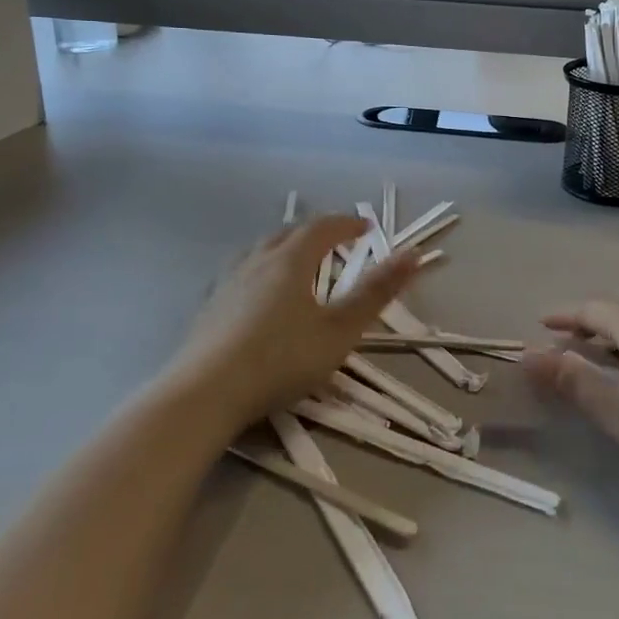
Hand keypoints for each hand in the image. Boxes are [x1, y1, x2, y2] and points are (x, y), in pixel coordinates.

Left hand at [172, 215, 420, 433]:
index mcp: (291, 261)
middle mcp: (257, 261)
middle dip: (316, 232)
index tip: (367, 227)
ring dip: (284, 247)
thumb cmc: (281, 360)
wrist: (204, 394)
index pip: (323, 228)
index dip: (347, 224)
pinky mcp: (208, 306)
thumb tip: (413, 253)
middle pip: (288, 233)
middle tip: (336, 242)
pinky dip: (259, 270)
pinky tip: (256, 293)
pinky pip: (239, 272)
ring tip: (297, 262)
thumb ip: (376, 292)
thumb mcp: (340, 330)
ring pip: (259, 250)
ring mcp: (227, 282)